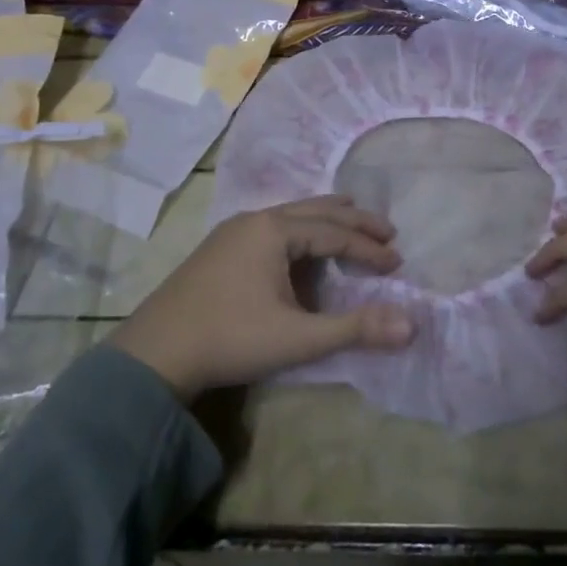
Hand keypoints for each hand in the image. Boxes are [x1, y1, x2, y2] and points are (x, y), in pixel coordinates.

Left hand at [109, 196, 414, 401]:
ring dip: (326, 220)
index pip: (335, 232)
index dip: (369, 248)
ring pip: (292, 214)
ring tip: (352, 221)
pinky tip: (302, 247)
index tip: (397, 264)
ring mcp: (233, 231)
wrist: (154, 355)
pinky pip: (273, 226)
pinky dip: (301, 230)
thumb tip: (412, 325)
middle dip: (354, 220)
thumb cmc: (230, 339)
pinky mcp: (220, 248)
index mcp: (274, 230)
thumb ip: (356, 329)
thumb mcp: (298, 338)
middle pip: (316, 210)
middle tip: (388, 231)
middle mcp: (255, 220)